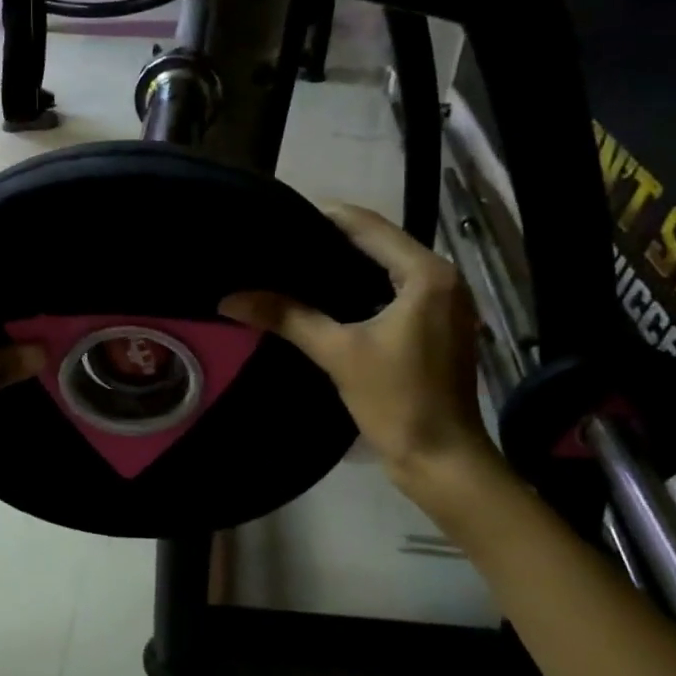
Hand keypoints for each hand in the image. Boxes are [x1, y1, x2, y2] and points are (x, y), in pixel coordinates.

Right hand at [220, 203, 500, 488]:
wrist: (442, 459)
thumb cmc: (397, 400)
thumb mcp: (338, 353)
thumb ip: (287, 317)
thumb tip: (230, 298)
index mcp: (428, 274)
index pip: (369, 225)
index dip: (324, 216)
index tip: (281, 216)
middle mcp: (444, 277)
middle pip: (381, 242)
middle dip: (332, 239)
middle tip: (282, 241)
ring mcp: (445, 302)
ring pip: (389, 266)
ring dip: (347, 263)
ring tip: (297, 263)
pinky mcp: (439, 325)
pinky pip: (396, 290)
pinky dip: (364, 287)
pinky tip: (328, 296)